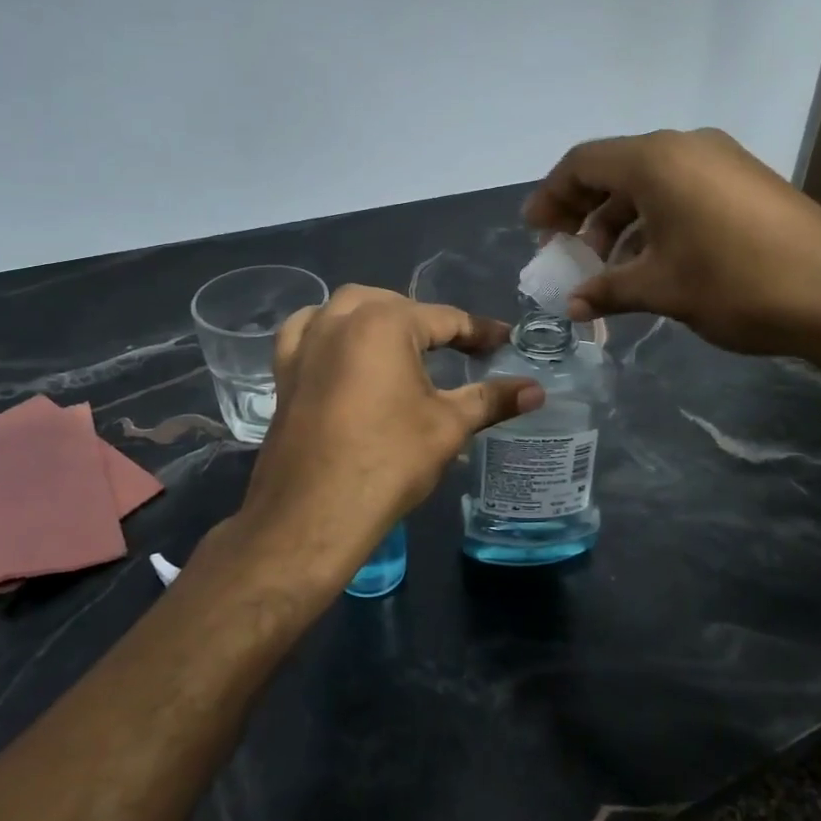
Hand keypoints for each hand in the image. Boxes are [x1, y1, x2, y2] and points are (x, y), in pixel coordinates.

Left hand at [234, 286, 542, 590]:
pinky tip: (341, 347)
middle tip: (459, 351)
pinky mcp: (285, 370)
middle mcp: (341, 319)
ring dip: (379, 316)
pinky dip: (328, 328)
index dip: (480, 332)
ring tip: (403, 344)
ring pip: (348, 308)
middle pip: (396, 305)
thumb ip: (491, 400)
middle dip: (429, 322)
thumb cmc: (388, 461)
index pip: (446, 319)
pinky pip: (306, 330)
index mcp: (385, 322)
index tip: (506, 342)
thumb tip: (536, 390)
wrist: (312, 515)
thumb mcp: (448, 427)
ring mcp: (307, 343)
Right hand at [524, 128, 820, 367]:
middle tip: (567, 253)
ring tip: (608, 267)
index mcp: (656, 159)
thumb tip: (572, 307)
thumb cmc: (735, 283)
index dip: (551, 195)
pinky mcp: (747, 181)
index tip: (535, 231)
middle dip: (583, 211)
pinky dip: (656, 221)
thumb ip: (607, 291)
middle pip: (615, 169)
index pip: (582, 162)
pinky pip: (683, 191)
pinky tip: (652, 262)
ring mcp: (721, 160)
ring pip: (651, 183)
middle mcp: (686, 146)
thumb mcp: (661, 289)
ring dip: (620, 221)